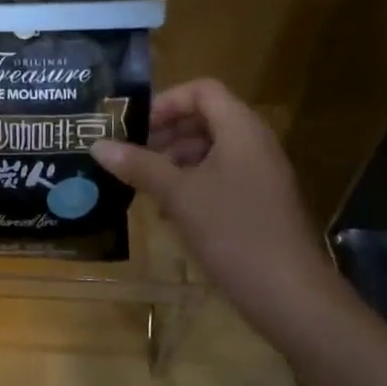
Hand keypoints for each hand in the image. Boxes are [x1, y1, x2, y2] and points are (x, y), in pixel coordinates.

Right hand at [91, 78, 334, 326]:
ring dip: (174, 160)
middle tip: (132, 155)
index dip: (166, 102)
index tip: (136, 128)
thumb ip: (138, 165)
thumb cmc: (233, 232)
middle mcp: (254, 144)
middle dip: (166, 133)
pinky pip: (220, 177)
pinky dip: (191, 184)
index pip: (202, 90)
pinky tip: (168, 212)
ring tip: (143, 184)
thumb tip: (97, 144)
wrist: (289, 295)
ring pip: (211, 151)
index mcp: (241, 130)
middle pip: (205, 119)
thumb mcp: (178, 195)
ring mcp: (260, 175)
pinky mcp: (259, 204)